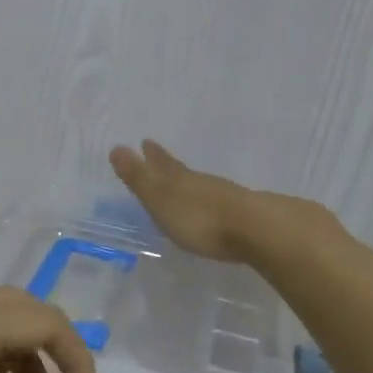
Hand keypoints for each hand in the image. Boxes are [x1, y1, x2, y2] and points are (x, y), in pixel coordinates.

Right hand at [108, 140, 261, 260]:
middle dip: (168, 164)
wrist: (255, 230)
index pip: (162, 163)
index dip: (152, 155)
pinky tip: (211, 209)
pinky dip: (208, 202)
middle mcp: (201, 184)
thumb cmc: (199, 218)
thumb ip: (139, 177)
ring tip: (183, 184)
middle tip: (157, 153)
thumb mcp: (161, 198)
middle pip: (181, 171)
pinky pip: (217, 203)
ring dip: (189, 183)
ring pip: (200, 185)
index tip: (145, 142)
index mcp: (179, 179)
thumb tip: (117, 147)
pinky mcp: (242, 216)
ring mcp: (224, 198)